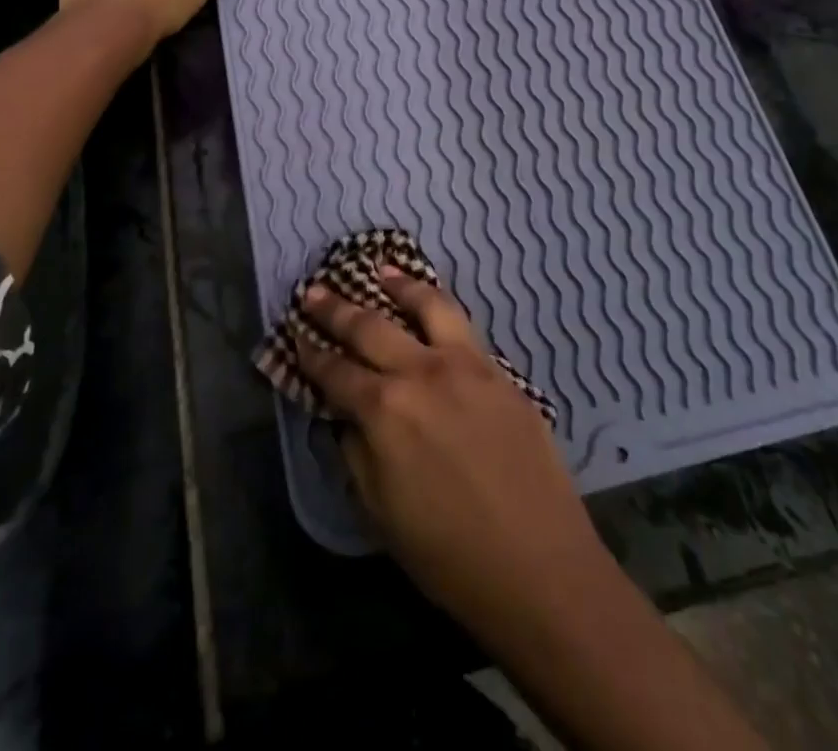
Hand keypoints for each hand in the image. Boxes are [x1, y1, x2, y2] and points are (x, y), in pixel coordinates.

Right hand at [297, 271, 607, 633]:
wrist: (541, 568)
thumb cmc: (449, 556)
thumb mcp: (380, 512)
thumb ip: (356, 451)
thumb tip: (345, 415)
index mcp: (385, 410)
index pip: (335, 372)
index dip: (311, 354)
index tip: (296, 336)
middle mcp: (422, 372)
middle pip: (370, 326)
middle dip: (336, 308)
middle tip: (315, 291)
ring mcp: (466, 365)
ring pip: (427, 305)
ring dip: (399, 284)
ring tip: (381, 269)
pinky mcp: (500, 372)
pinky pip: (463, 327)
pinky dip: (439, 309)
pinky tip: (432, 308)